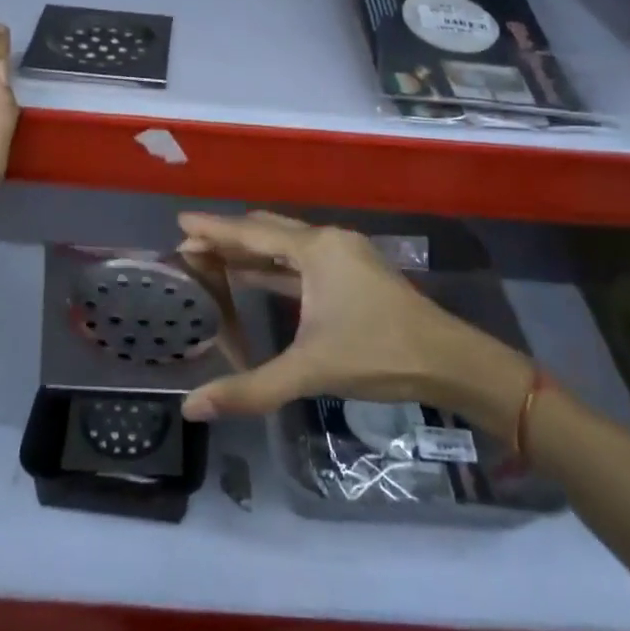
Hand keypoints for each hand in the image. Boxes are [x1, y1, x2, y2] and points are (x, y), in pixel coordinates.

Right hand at [175, 211, 532, 421]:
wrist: (449, 361)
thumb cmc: (377, 353)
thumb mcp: (309, 370)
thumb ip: (250, 388)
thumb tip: (191, 408)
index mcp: (316, 249)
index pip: (251, 233)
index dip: (214, 229)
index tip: (181, 222)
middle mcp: (328, 241)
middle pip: (267, 230)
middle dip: (228, 238)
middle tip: (190, 247)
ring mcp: (344, 255)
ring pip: (286, 244)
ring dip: (251, 251)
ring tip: (212, 258)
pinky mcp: (354, 273)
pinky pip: (301, 260)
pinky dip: (274, 265)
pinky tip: (255, 276)